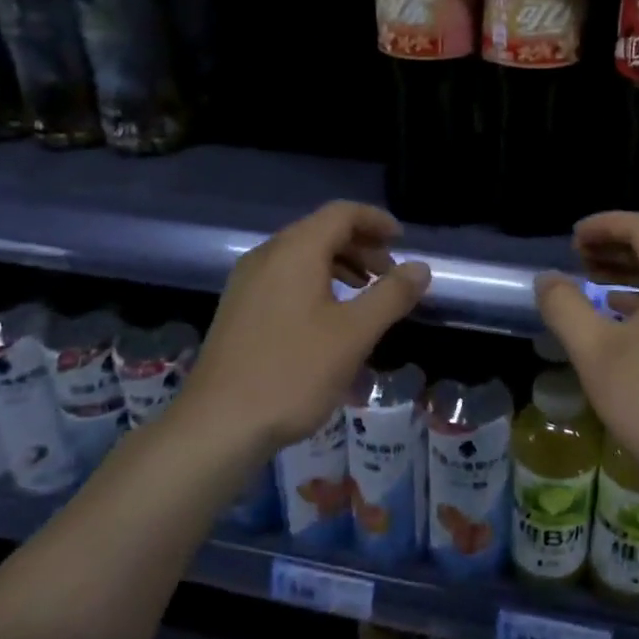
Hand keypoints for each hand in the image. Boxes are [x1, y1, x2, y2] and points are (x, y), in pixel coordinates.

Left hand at [172, 201, 429, 456]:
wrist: (218, 424)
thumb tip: (420, 267)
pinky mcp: (238, 309)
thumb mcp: (355, 334)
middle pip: (320, 231)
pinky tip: (328, 318)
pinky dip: (315, 282)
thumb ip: (391, 295)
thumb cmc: (293, 372)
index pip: (341, 214)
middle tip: (389, 274)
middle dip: (360, 246)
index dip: (375, 221)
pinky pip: (284, 278)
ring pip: (301, 256)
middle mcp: (267, 256)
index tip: (402, 240)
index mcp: (295, 251)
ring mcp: (247, 283)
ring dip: (339, 265)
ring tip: (365, 294)